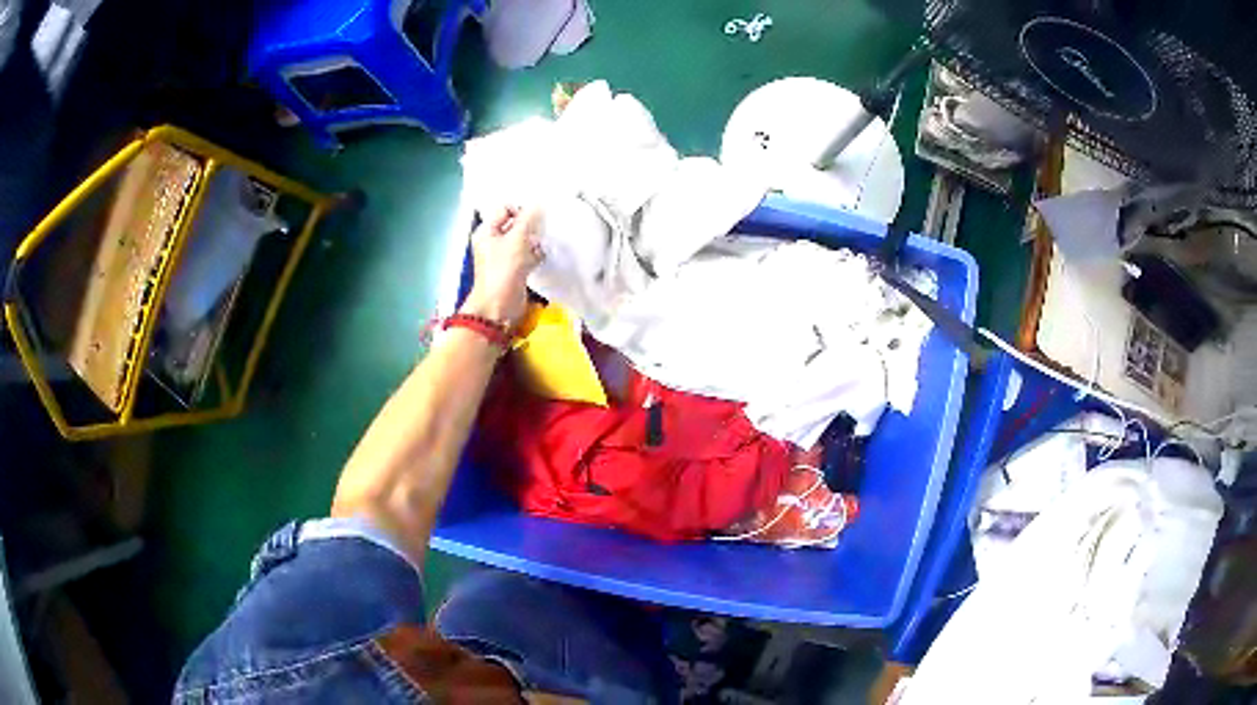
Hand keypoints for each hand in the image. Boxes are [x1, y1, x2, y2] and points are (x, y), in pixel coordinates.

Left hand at [461, 206, 543, 327]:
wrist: (499, 305)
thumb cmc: (503, 269)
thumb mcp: (516, 239)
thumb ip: (528, 219)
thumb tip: (538, 203)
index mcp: (487, 231)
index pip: (505, 209)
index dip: (520, 211)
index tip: (534, 220)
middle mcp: (493, 241)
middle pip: (515, 225)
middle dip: (530, 227)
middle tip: (539, 232)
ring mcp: (503, 256)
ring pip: (523, 240)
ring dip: (534, 241)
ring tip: (539, 247)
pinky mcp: (514, 269)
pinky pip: (527, 255)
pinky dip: (535, 255)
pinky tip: (540, 258)